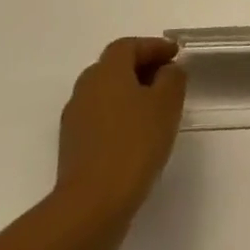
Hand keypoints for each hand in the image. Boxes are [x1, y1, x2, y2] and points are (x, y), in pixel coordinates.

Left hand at [52, 38, 186, 226]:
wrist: (93, 203)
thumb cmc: (135, 143)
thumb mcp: (167, 103)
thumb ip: (172, 78)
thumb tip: (167, 70)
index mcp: (106, 72)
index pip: (128, 46)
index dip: (153, 46)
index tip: (176, 54)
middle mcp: (85, 88)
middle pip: (113, 67)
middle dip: (141, 67)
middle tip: (167, 77)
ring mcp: (75, 118)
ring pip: (106, 92)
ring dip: (130, 92)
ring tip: (156, 106)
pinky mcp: (73, 145)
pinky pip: (100, 116)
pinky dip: (120, 114)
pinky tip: (138, 132)